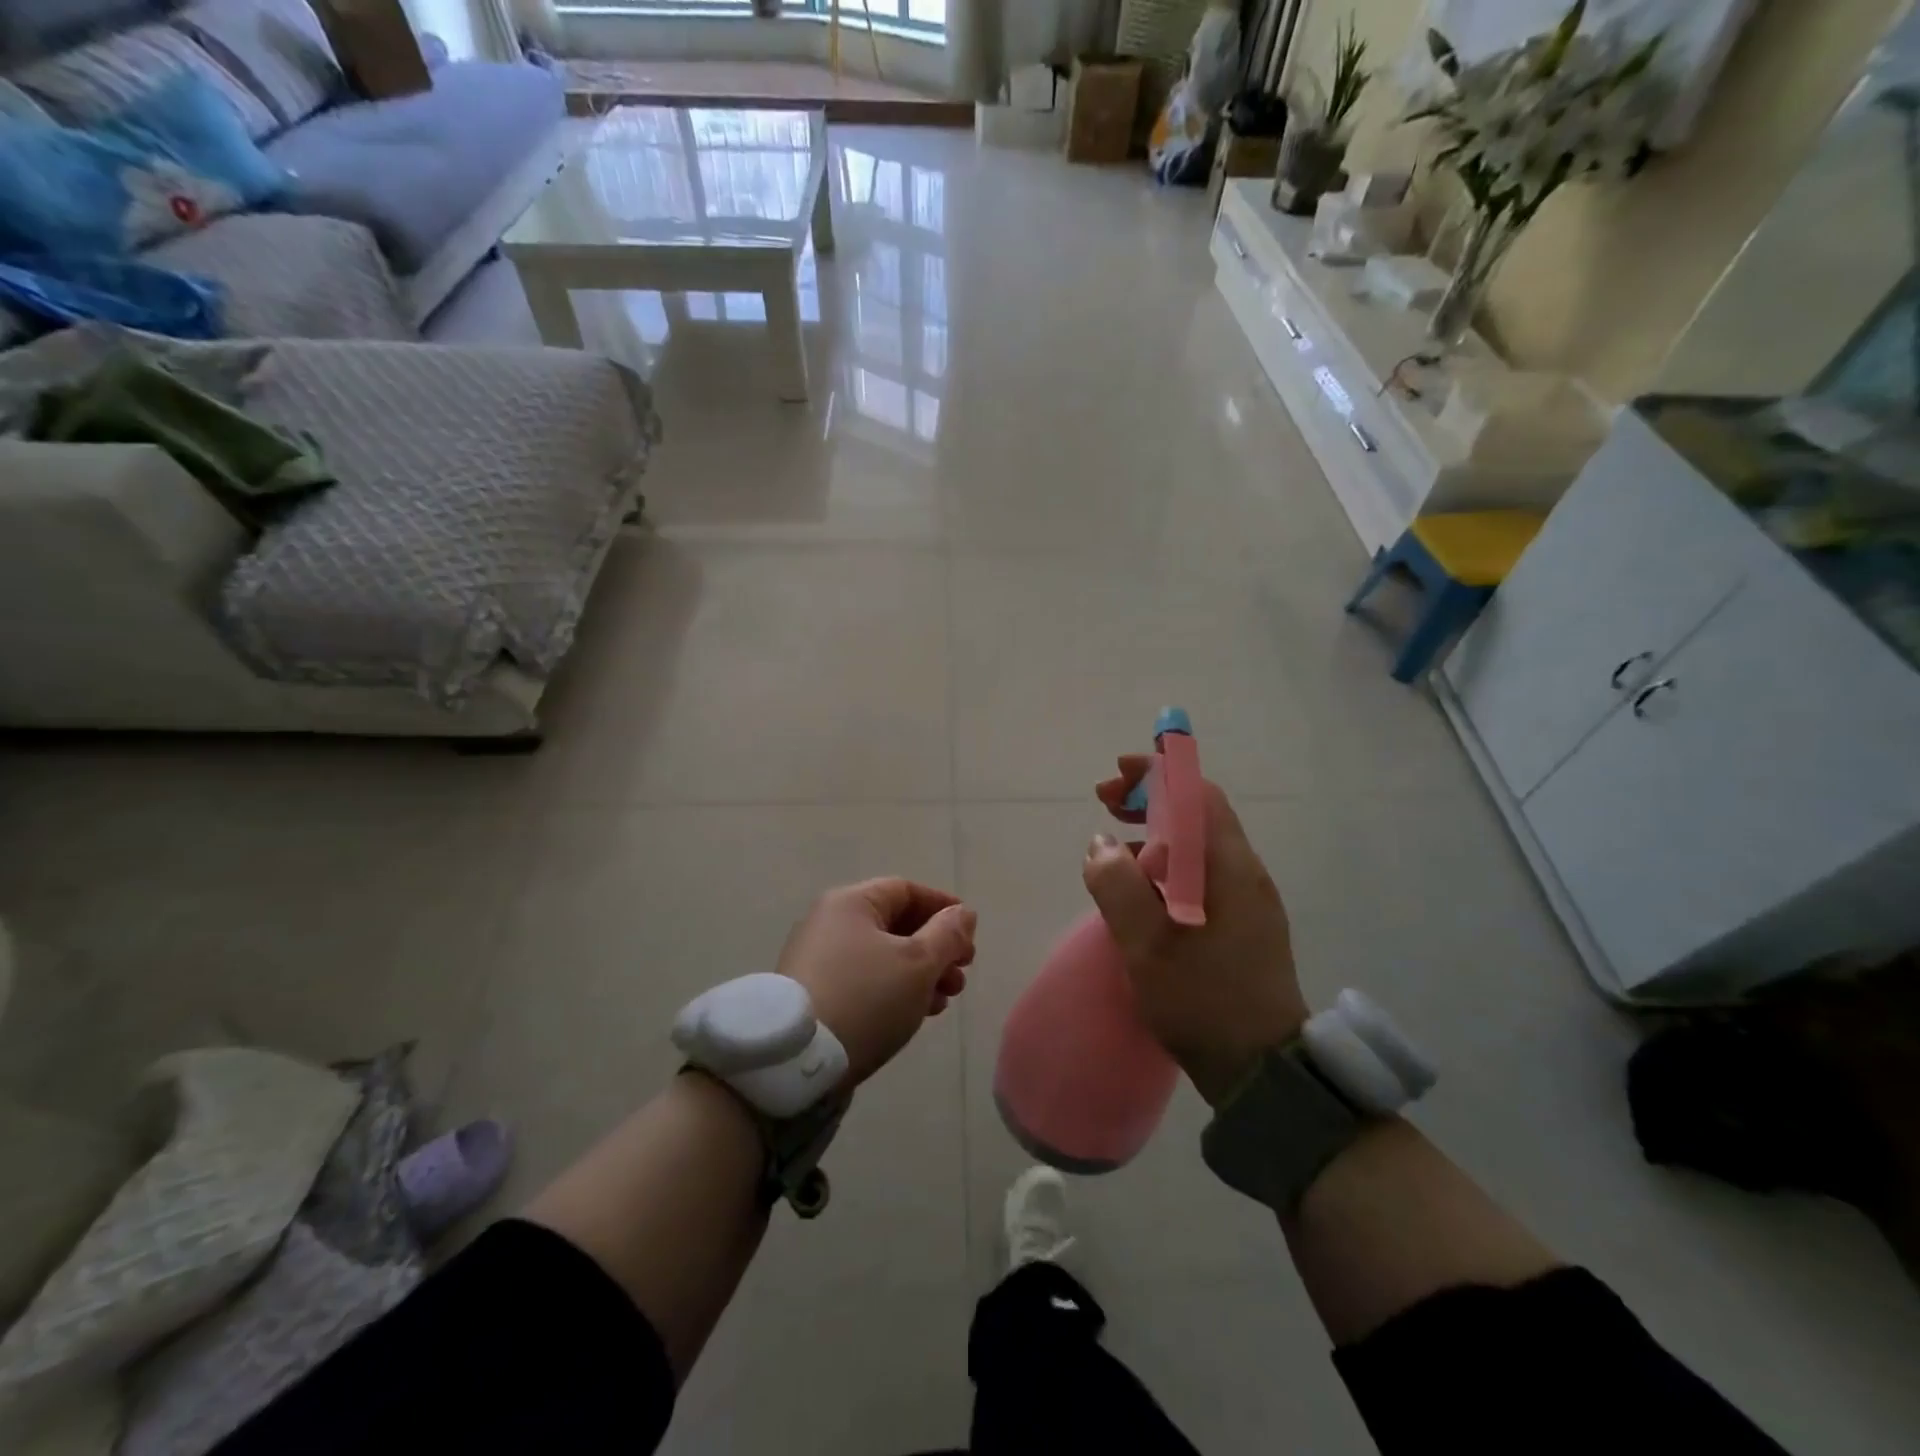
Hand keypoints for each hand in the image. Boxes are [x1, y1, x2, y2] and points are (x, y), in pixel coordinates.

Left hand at [776, 879, 975, 1087]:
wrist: (797, 1060)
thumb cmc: (866, 998)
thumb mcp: (918, 963)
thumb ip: (948, 934)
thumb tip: (963, 913)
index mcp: (851, 903)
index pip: (906, 890)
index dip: (943, 907)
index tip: (971, 932)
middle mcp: (830, 922)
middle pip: (895, 924)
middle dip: (936, 947)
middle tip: (962, 974)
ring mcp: (818, 959)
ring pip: (882, 955)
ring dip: (920, 972)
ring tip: (945, 1000)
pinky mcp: (815, 993)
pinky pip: (865, 979)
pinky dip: (895, 989)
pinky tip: (916, 1013)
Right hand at [1084, 756, 1308, 1106]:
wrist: (1262, 1069)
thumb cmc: (1202, 1000)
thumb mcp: (1145, 943)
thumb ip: (1117, 885)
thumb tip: (1101, 844)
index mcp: (1227, 865)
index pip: (1197, 792)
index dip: (1156, 773)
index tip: (1116, 776)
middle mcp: (1243, 872)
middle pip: (1197, 813)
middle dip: (1150, 799)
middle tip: (1107, 804)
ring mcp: (1247, 900)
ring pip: (1198, 845)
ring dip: (1156, 832)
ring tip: (1114, 848)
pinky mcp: (1242, 925)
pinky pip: (1201, 875)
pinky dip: (1167, 865)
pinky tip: (1141, 891)